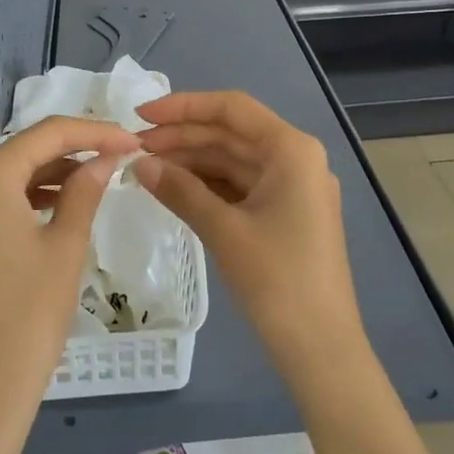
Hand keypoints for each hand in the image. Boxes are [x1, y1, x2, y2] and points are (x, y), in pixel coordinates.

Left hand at [0, 116, 138, 442]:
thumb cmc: (29, 314)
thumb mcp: (65, 246)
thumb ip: (85, 191)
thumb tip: (106, 158)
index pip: (48, 134)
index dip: (95, 132)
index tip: (134, 141)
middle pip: (25, 151)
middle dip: (74, 151)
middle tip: (120, 158)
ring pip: (10, 177)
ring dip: (53, 175)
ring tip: (98, 181)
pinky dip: (29, 199)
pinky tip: (61, 208)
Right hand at [133, 91, 363, 370]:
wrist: (320, 346)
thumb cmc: (277, 280)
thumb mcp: (224, 230)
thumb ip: (180, 191)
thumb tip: (138, 164)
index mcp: (291, 150)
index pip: (232, 108)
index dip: (183, 107)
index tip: (140, 115)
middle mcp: (295, 159)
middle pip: (231, 134)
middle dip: (182, 137)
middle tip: (133, 149)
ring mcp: (292, 188)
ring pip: (233, 161)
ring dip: (192, 162)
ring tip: (145, 170)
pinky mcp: (285, 214)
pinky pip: (240, 187)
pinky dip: (207, 186)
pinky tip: (173, 190)